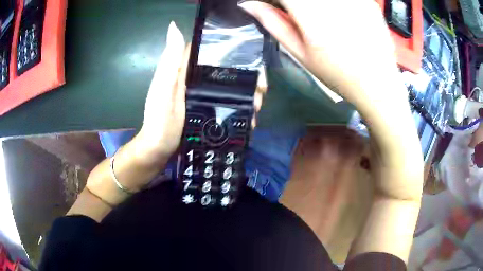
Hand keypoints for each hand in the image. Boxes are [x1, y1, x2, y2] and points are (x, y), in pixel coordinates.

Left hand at [136, 21, 266, 163]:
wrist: (159, 151)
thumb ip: (171, 61)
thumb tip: (174, 26)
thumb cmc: (160, 121)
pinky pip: (227, 103)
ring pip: (230, 87)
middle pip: (226, 70)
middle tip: (262, 90)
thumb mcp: (164, 89)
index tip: (254, 57)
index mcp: (185, 70)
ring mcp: (202, 96)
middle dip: (247, 77)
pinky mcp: (207, 110)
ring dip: (248, 94)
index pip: (210, 51)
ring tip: (258, 106)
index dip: (233, 50)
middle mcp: (195, 79)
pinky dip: (240, 107)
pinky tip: (250, 115)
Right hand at [239, 0, 405, 115]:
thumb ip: (273, 23)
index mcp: (311, 15)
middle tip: (295, 14)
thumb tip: (248, 4)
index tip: (274, 6)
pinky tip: (336, 16)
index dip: (274, 0)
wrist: (377, 84)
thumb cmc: (337, 74)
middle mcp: (332, 3)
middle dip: (294, 4)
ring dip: (312, 6)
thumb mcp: (301, 53)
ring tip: (319, 20)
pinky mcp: (366, 1)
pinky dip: (333, 5)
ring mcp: (352, 0)